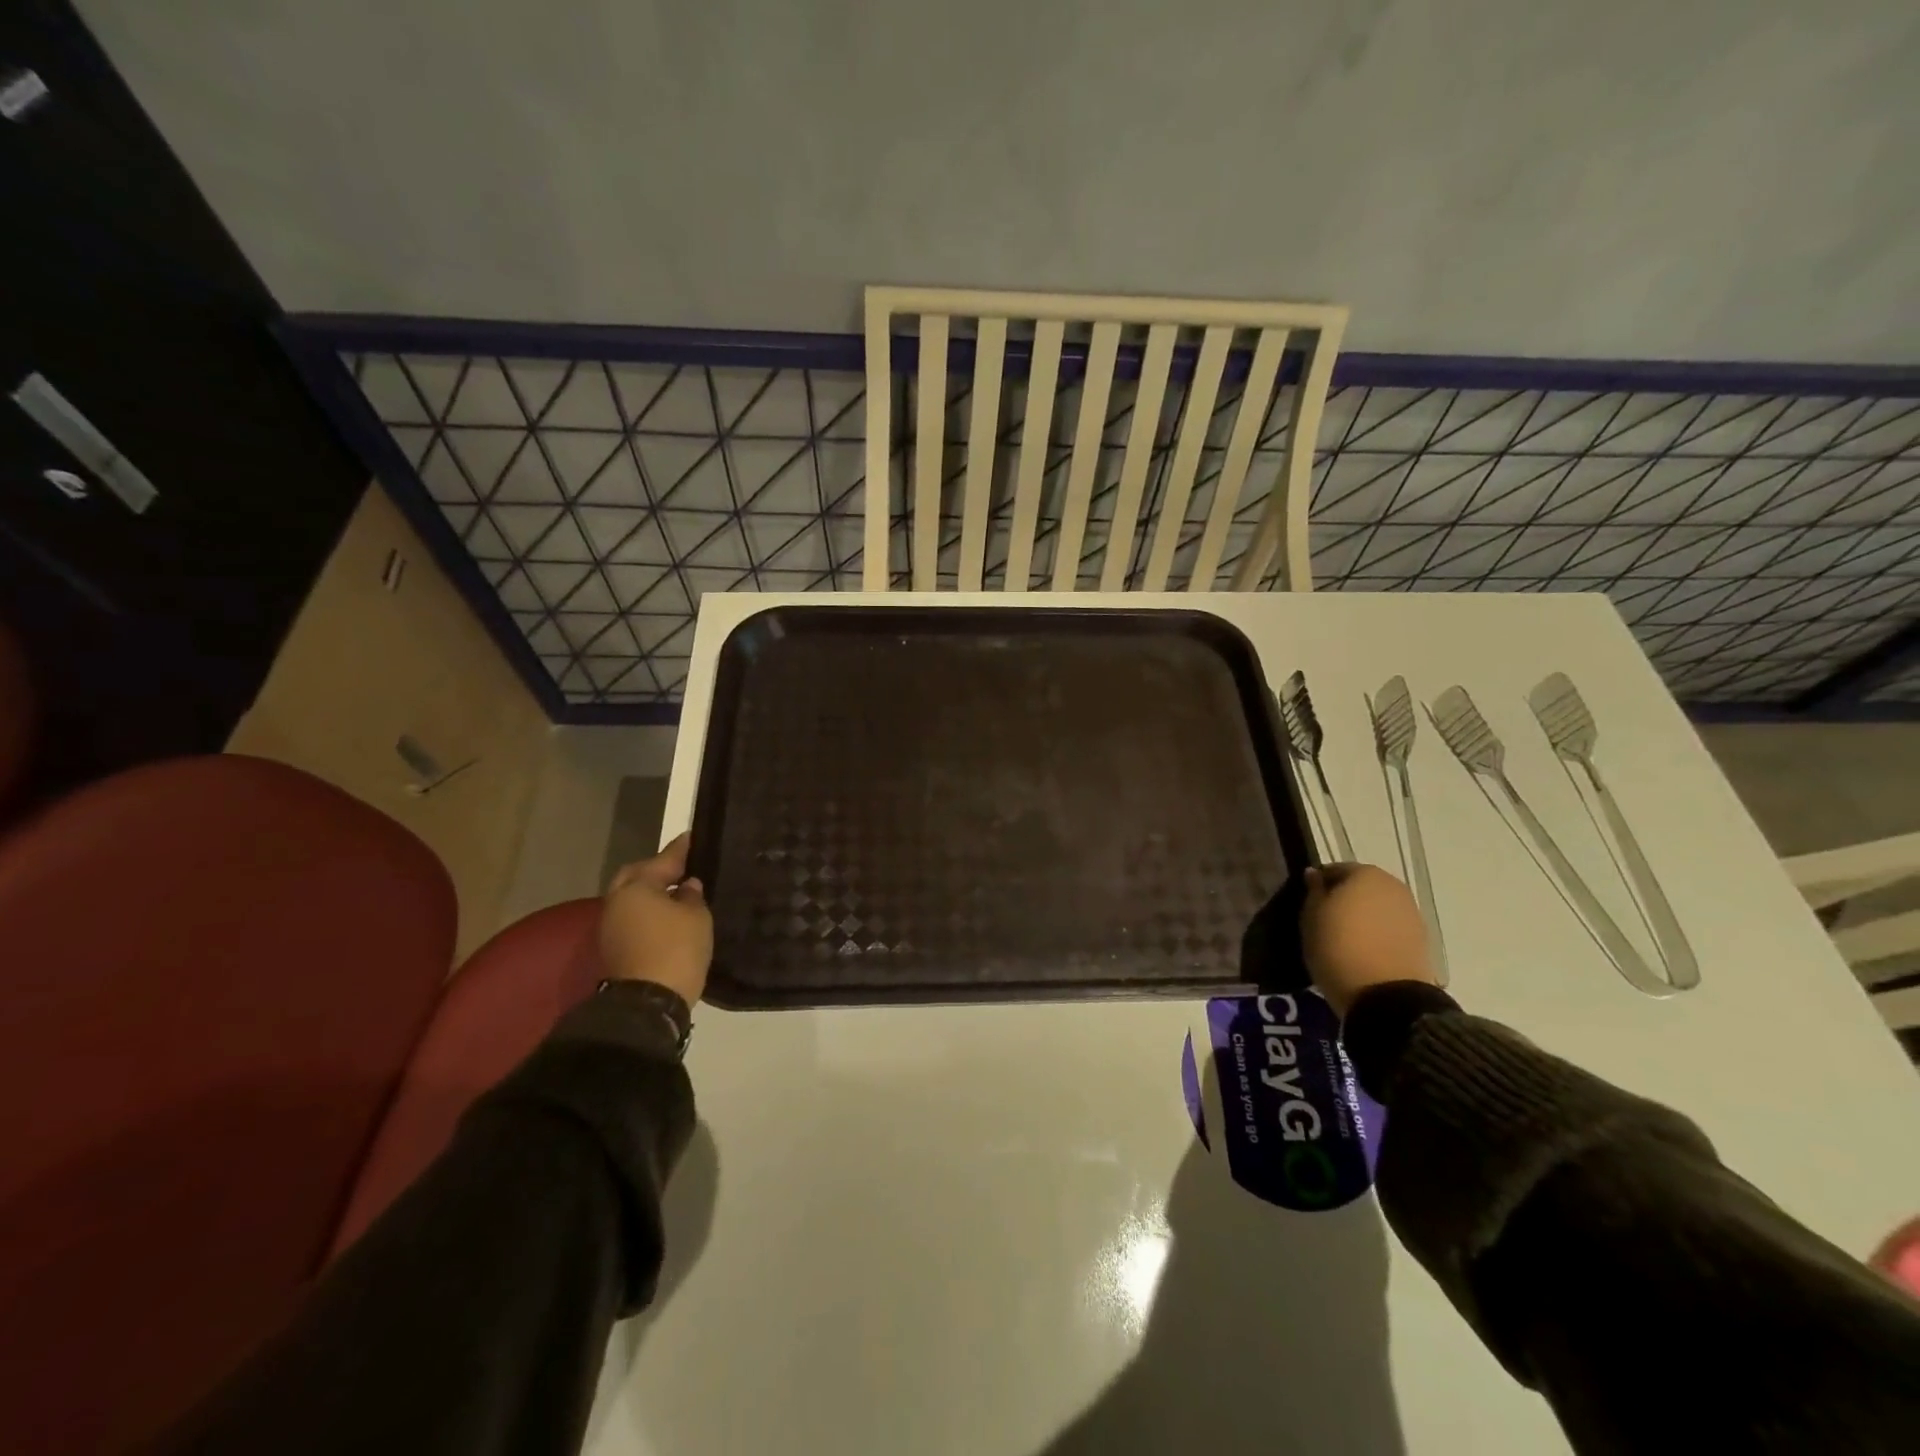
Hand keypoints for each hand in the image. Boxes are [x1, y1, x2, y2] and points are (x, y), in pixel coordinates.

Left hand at [599, 833, 711, 1005]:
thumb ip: (692, 896)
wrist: (649, 1004)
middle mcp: (617, 903)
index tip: (692, 837)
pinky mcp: (615, 949)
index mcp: (635, 888)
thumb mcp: (696, 917)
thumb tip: (687, 886)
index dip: (680, 849)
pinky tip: (669, 916)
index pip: (662, 860)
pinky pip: (633, 919)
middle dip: (657, 870)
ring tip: (678, 891)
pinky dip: (649, 913)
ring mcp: (611, 928)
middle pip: (636, 876)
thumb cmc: (676, 949)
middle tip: (682, 866)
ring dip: (651, 893)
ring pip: (632, 899)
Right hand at [1301, 862, 1437, 1018]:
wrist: (1387, 998)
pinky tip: (1364, 951)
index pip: (1334, 870)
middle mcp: (1393, 886)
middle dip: (1344, 899)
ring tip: (1344, 940)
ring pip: (1378, 907)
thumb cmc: (1338, 948)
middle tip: (1324, 921)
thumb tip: (1314, 874)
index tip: (1308, 904)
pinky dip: (1378, 934)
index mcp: (1365, 874)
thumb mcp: (1311, 918)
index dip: (1318, 885)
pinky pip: (1391, 928)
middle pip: (1361, 887)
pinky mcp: (1421, 940)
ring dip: (1362, 917)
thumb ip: (1313, 891)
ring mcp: (1412, 914)